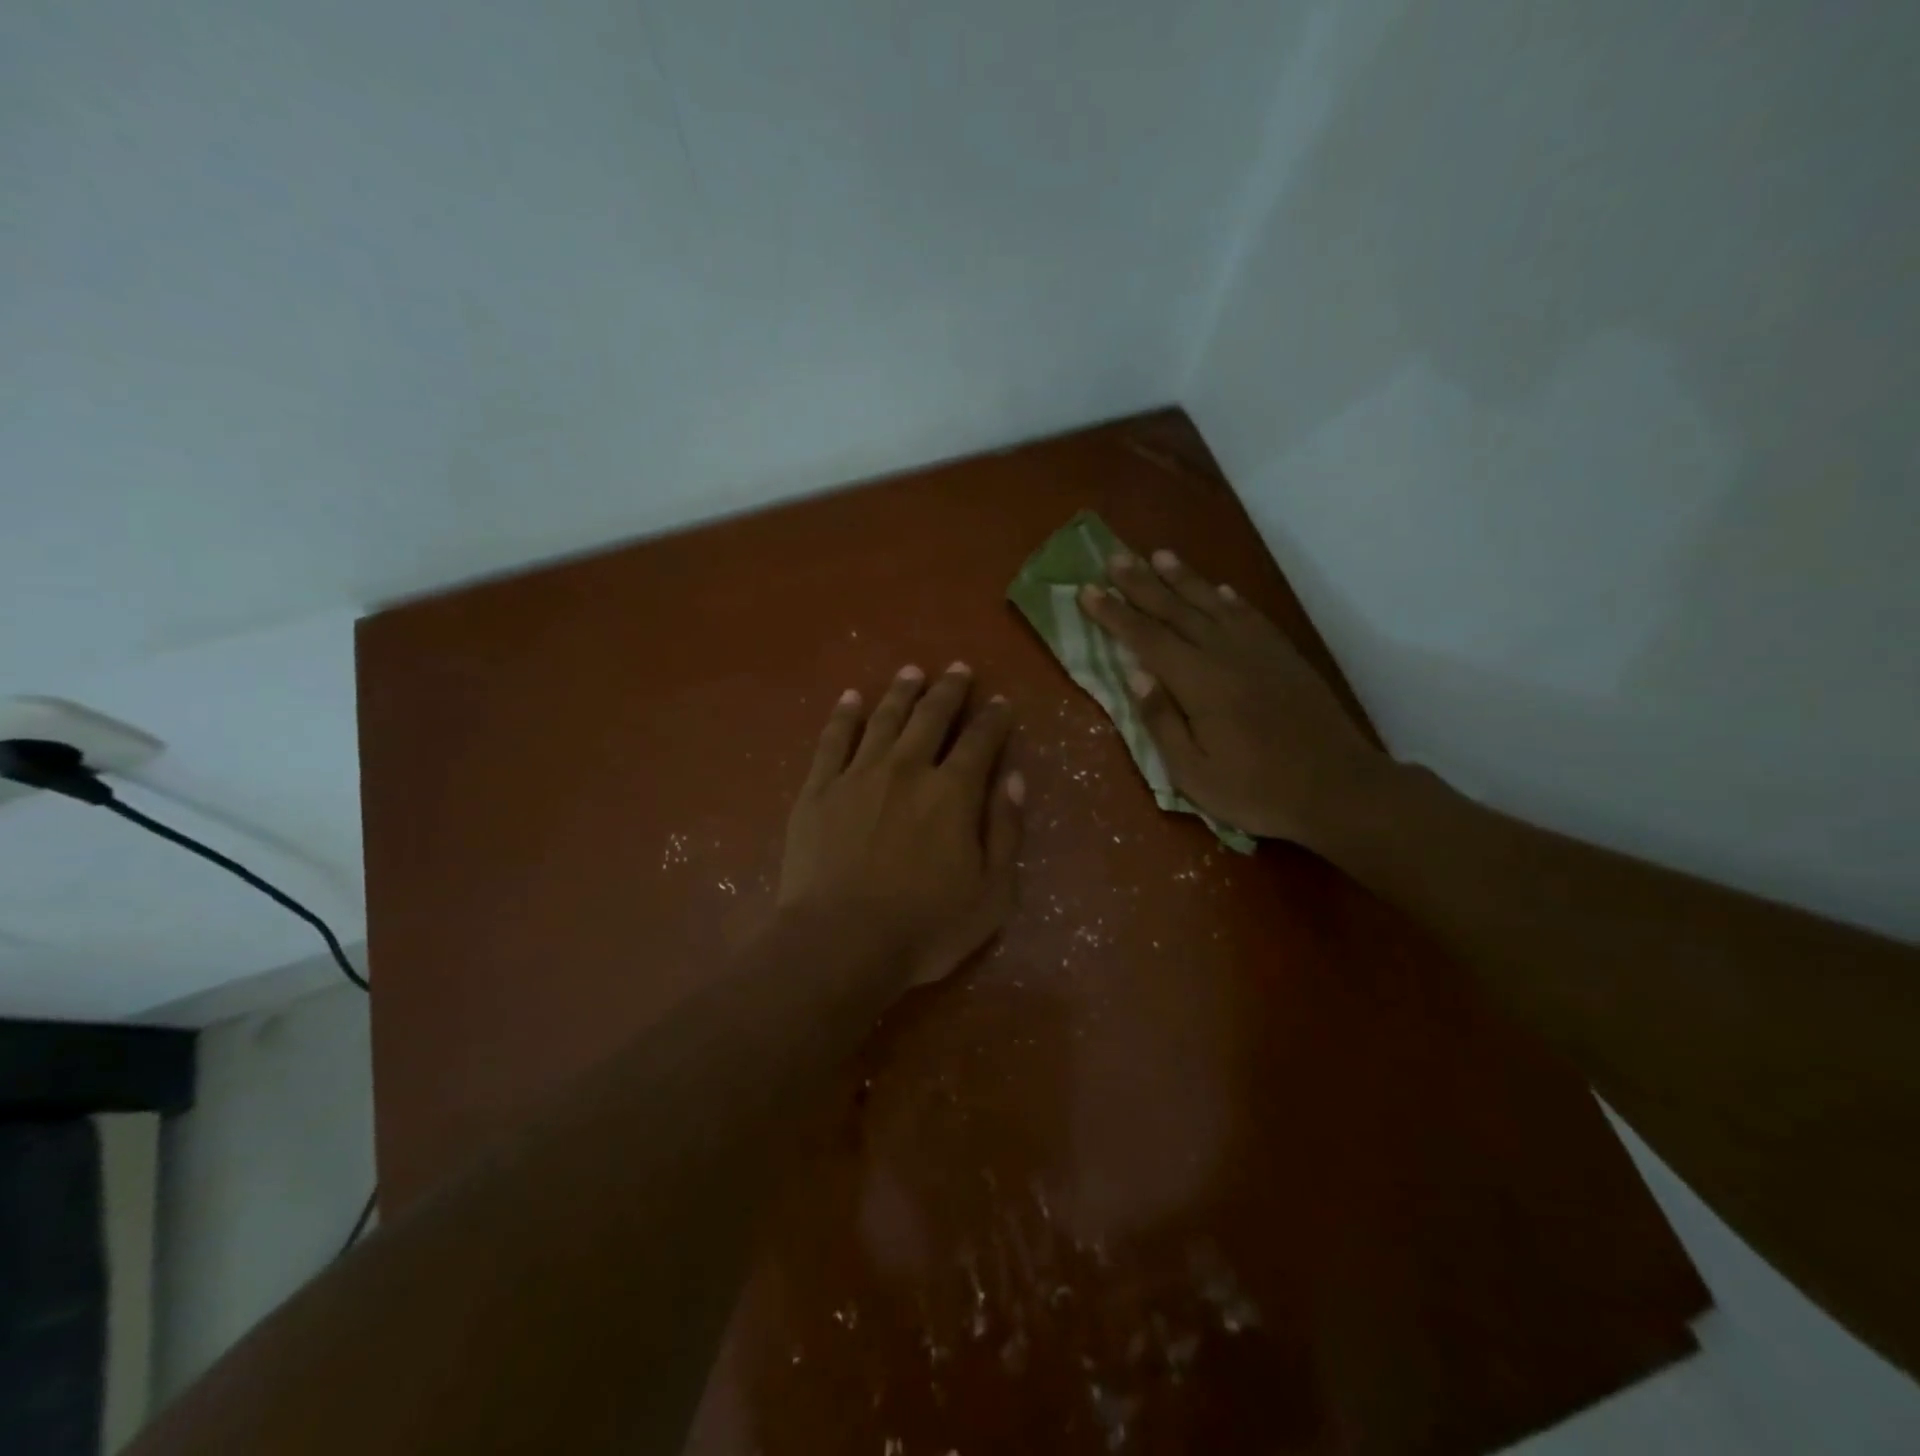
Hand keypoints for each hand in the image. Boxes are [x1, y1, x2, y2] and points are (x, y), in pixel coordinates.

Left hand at [778, 663, 1024, 986]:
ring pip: (884, 719)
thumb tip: (1013, 778)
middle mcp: (907, 769)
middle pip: (931, 717)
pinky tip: (851, 698)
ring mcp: (858, 775)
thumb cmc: (924, 927)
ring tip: (911, 671)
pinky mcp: (818, 790)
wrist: (840, 943)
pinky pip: (832, 740)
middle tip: (958, 669)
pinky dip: (844, 715)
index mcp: (952, 792)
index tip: (1000, 701)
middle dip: (949, 690)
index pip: (980, 741)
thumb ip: (1005, 831)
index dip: (993, 718)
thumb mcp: (991, 893)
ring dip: (901, 692)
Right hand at [1077, 550, 1381, 846]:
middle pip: (1175, 611)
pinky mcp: (1285, 657)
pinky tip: (1220, 590)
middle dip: (1141, 583)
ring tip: (1159, 555)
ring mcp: (1259, 652)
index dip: (1114, 614)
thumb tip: (1135, 674)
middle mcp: (1226, 654)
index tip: (1087, 590)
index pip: (1146, 639)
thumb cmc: (1256, 791)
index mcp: (1199, 683)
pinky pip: (1251, 617)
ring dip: (1183, 578)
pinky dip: (1231, 599)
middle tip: (1114, 557)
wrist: (1338, 790)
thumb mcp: (1193, 773)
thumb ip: (1161, 721)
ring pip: (1213, 604)